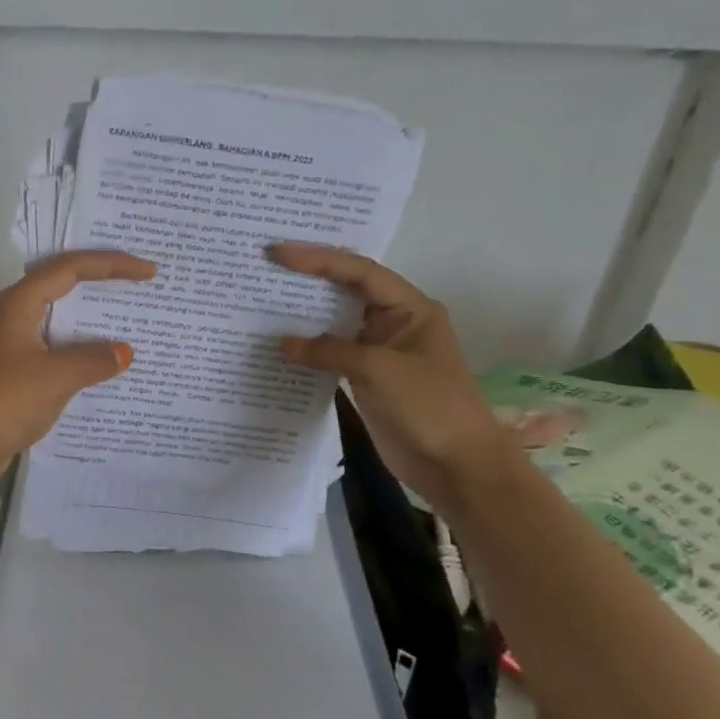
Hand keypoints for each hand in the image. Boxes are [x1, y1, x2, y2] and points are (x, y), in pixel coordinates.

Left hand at [0, 249, 157, 482]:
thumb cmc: (6, 400)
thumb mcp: (57, 376)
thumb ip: (95, 359)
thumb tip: (125, 352)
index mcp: (21, 302)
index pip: (71, 267)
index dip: (112, 264)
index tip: (148, 272)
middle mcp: (18, 313)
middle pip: (66, 282)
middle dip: (103, 278)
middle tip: (142, 278)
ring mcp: (18, 341)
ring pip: (63, 315)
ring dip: (95, 314)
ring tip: (133, 313)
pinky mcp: (21, 367)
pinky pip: (61, 344)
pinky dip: (85, 346)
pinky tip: (109, 358)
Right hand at [269, 242, 513, 498]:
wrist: (455, 466)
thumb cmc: (428, 406)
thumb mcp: (377, 370)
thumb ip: (328, 351)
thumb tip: (283, 342)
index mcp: (410, 308)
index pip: (359, 272)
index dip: (318, 259)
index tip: (278, 252)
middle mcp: (394, 322)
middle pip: (346, 290)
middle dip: (309, 278)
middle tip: (266, 266)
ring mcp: (380, 350)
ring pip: (336, 322)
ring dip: (304, 314)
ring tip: (263, 299)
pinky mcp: (367, 377)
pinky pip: (332, 353)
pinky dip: (308, 348)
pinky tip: (280, 344)